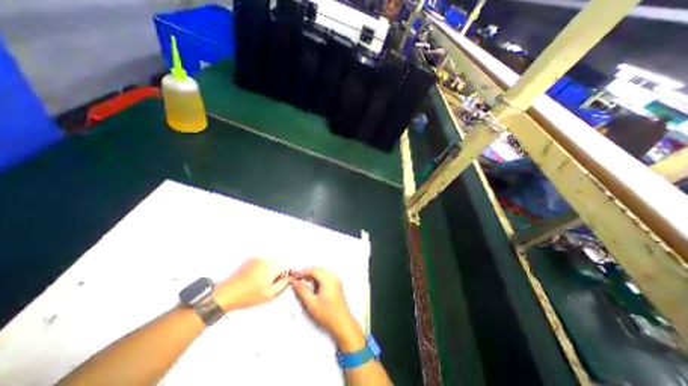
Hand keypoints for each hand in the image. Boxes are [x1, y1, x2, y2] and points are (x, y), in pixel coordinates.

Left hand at [215, 257, 289, 311]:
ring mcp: (257, 258)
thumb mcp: (269, 295)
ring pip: (271, 262)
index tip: (285, 280)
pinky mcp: (250, 259)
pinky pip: (263, 262)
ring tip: (262, 282)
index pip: (287, 264)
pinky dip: (263, 268)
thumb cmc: (247, 296)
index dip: (289, 272)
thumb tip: (289, 278)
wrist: (225, 294)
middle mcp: (265, 259)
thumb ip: (283, 285)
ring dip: (271, 270)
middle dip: (279, 271)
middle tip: (272, 284)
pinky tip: (256, 278)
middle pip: (279, 263)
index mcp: (271, 267)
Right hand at [289, 269, 364, 352]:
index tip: (294, 277)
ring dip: (312, 274)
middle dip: (307, 272)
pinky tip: (313, 285)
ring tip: (303, 282)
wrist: (342, 322)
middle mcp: (333, 276)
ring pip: (321, 271)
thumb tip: (294, 281)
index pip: (313, 270)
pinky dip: (317, 277)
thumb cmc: (327, 314)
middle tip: (297, 279)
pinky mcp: (336, 283)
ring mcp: (336, 279)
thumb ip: (302, 290)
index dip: (303, 272)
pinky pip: (325, 274)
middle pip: (318, 268)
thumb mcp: (312, 303)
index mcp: (328, 279)